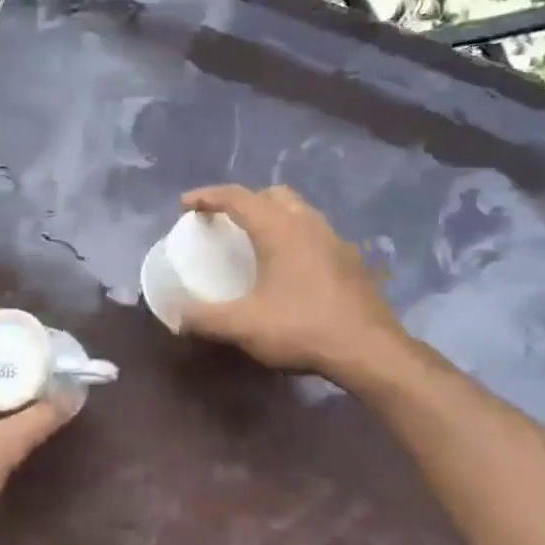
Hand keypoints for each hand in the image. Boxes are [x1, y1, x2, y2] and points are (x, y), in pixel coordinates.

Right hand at [178, 185, 406, 383]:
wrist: (367, 349)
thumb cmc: (301, 328)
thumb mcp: (243, 326)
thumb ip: (204, 318)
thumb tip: (176, 317)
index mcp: (278, 228)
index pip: (237, 197)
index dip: (207, 196)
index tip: (185, 204)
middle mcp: (308, 223)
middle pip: (272, 194)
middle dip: (245, 201)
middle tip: (225, 221)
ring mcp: (334, 240)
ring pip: (299, 211)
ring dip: (273, 216)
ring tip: (257, 241)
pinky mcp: (351, 260)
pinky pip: (315, 234)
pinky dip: (294, 237)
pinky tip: (290, 267)